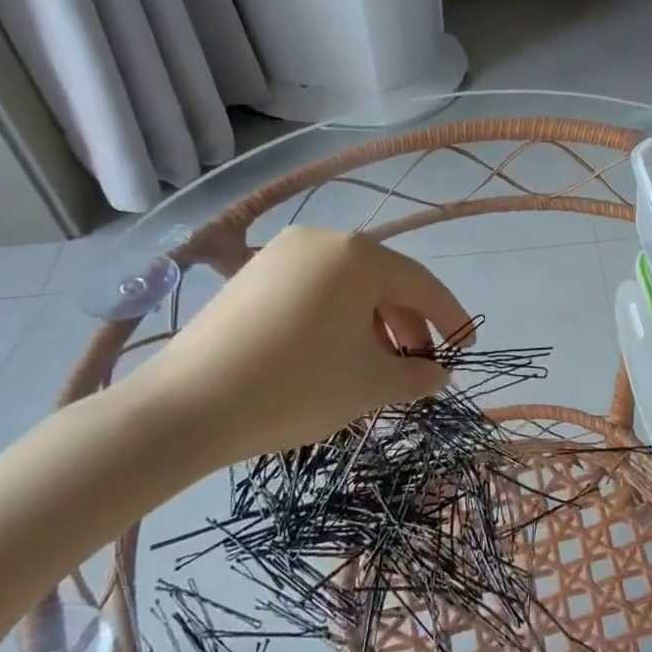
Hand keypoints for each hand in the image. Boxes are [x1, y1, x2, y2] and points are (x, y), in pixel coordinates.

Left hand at [120, 228, 470, 467]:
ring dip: (375, 327)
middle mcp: (321, 241)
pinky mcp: (250, 278)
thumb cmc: (297, 386)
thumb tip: (437, 374)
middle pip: (384, 283)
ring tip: (380, 369)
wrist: (184, 410)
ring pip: (348, 289)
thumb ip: (417, 375)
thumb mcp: (371, 384)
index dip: (451, 319)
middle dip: (409, 326)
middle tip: (421, 367)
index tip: (467, 350)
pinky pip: (314, 294)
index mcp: (358, 255)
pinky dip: (338, 322)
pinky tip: (337, 357)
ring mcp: (280, 256)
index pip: (422, 284)